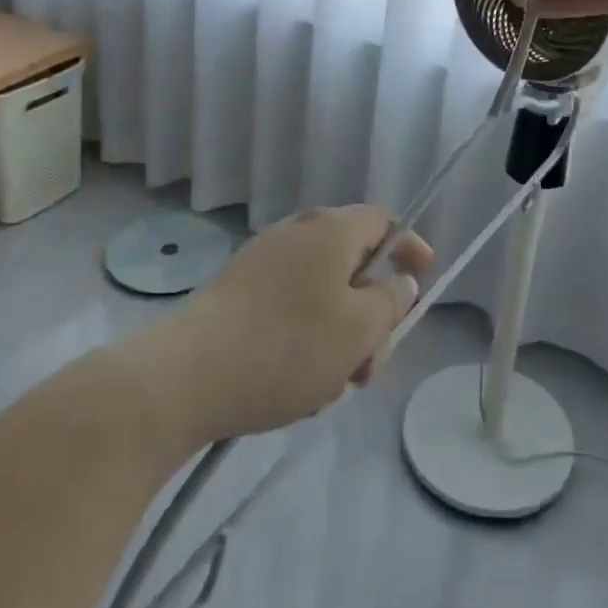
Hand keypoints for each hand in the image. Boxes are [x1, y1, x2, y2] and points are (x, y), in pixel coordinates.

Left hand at [135, 206, 432, 447]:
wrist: (186, 376)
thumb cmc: (288, 346)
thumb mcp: (360, 329)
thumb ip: (391, 301)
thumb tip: (399, 282)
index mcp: (331, 230)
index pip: (383, 221)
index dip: (408, 248)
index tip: (421, 281)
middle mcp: (297, 233)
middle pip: (352, 264)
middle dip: (370, 314)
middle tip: (370, 364)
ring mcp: (263, 262)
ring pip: (321, 294)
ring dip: (338, 336)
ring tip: (330, 387)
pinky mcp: (237, 293)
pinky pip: (289, 308)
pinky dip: (304, 340)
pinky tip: (295, 387)